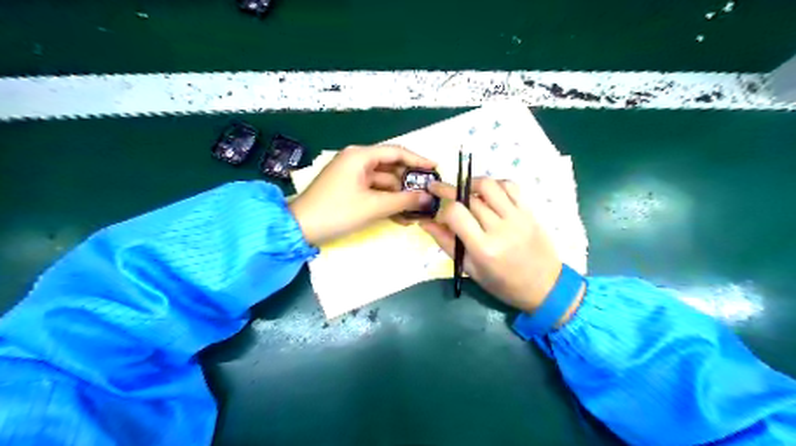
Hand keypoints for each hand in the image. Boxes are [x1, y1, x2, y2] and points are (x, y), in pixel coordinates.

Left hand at [287, 144, 434, 245]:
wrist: (300, 229)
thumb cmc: (337, 212)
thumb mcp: (373, 206)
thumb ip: (404, 200)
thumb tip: (429, 198)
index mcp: (360, 156)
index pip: (396, 152)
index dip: (418, 160)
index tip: (435, 169)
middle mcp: (357, 161)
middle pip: (391, 168)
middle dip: (409, 183)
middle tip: (429, 195)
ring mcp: (352, 176)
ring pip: (384, 183)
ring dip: (399, 197)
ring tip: (417, 212)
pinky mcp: (349, 190)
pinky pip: (374, 192)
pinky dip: (386, 202)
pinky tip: (401, 217)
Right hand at [420, 178, 583, 320]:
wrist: (545, 286)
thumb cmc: (503, 284)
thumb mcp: (470, 269)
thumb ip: (446, 242)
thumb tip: (425, 222)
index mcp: (483, 248)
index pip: (455, 213)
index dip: (441, 207)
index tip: (436, 209)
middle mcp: (500, 228)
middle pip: (469, 197)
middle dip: (450, 191)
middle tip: (440, 192)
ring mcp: (518, 217)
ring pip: (489, 185)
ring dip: (471, 183)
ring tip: (463, 190)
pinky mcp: (529, 211)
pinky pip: (510, 186)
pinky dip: (494, 184)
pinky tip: (487, 193)